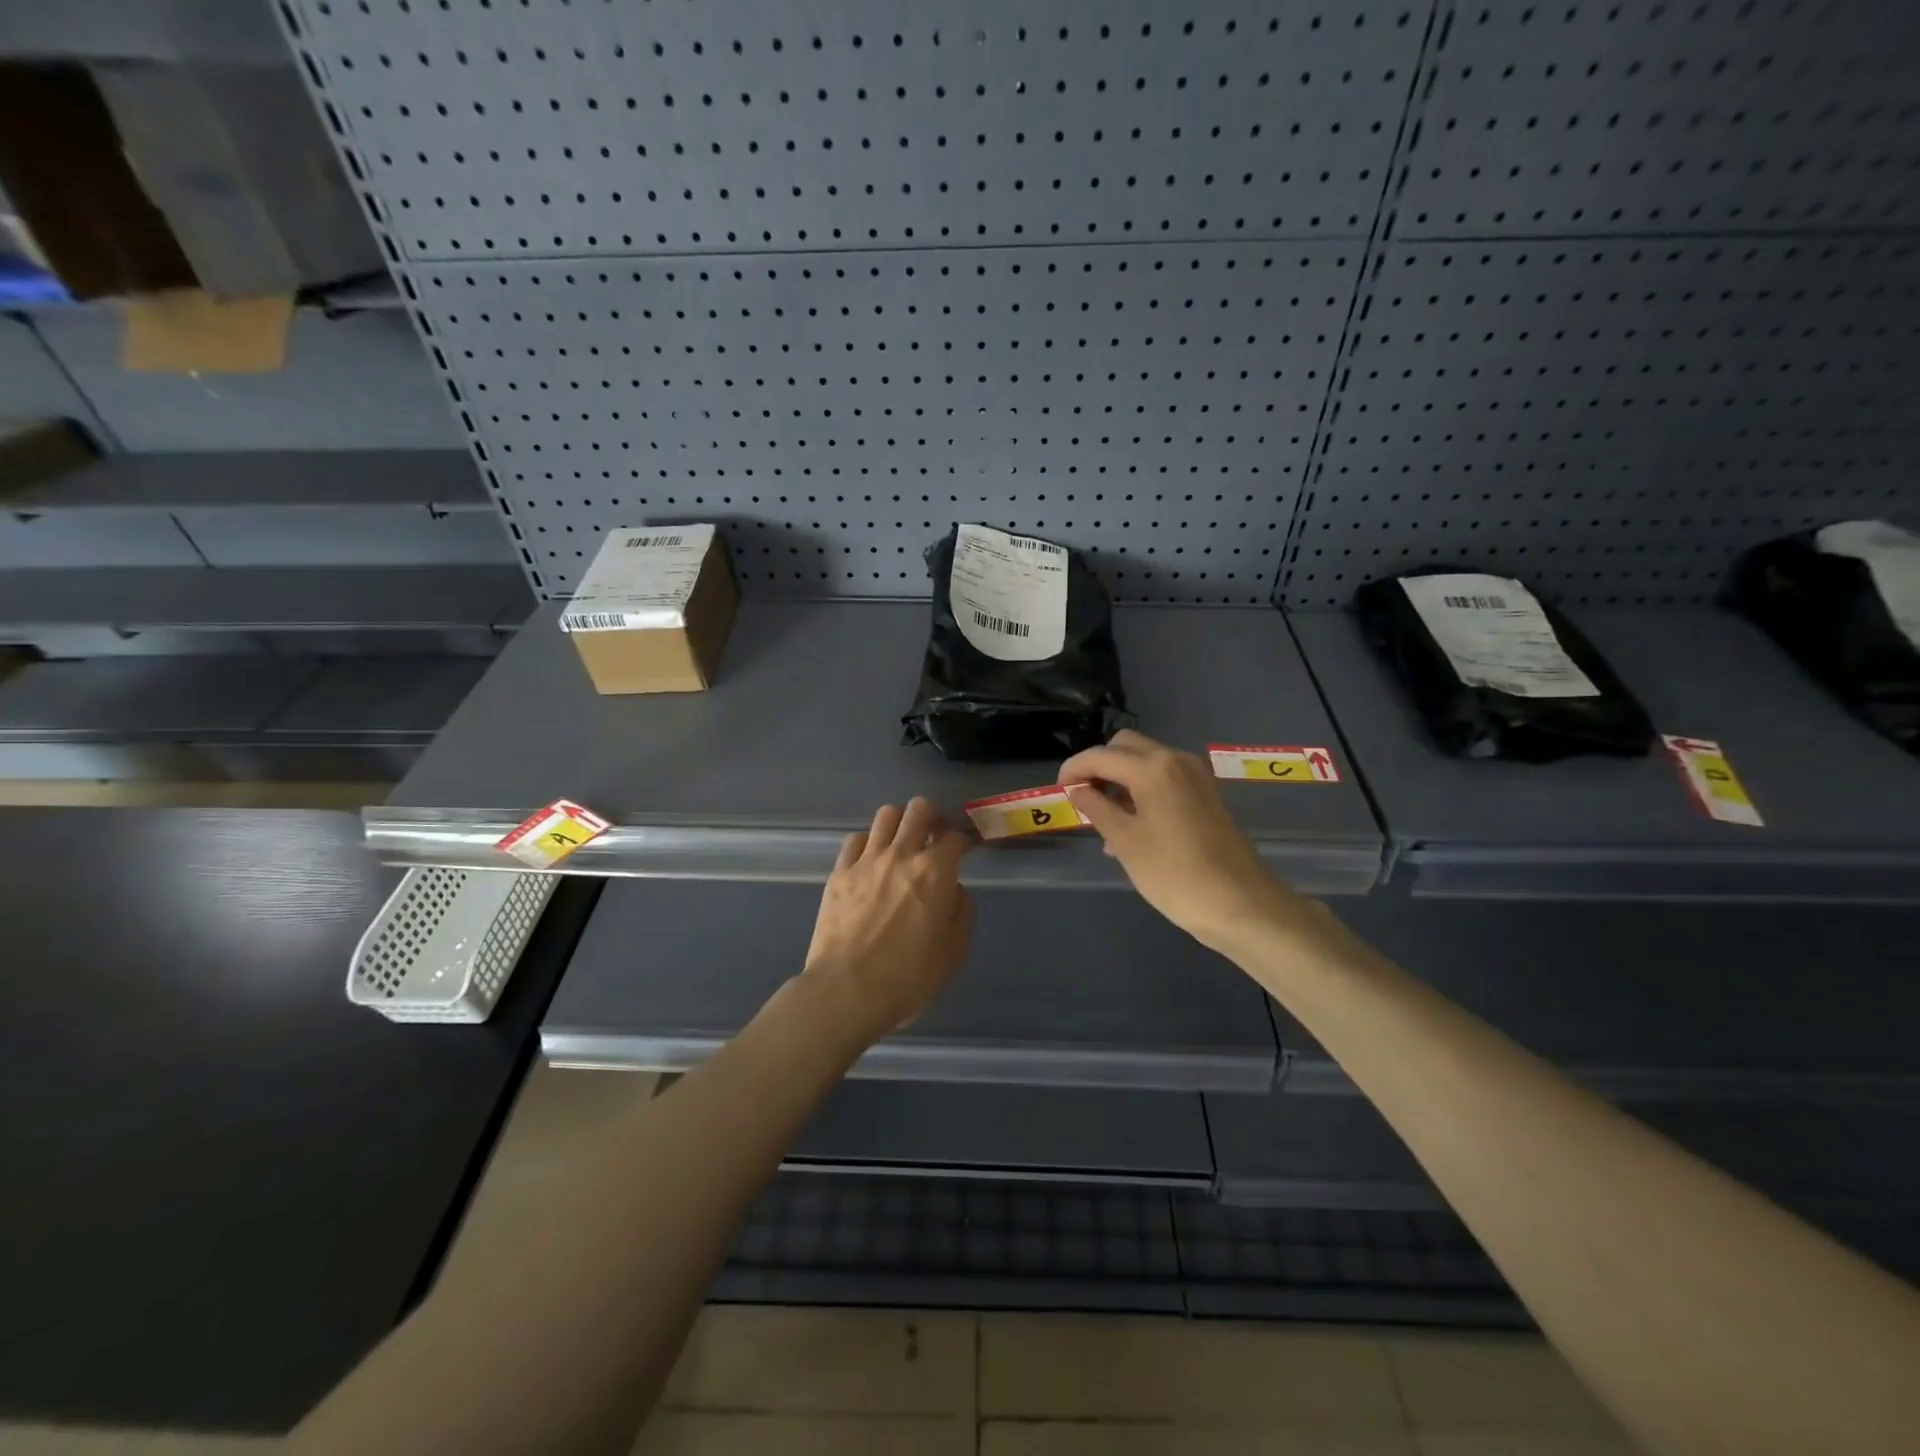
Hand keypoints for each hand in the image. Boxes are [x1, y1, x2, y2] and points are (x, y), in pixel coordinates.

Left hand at [801, 797, 974, 1042]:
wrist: (847, 991)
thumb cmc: (908, 978)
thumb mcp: (954, 952)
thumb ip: (962, 912)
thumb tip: (954, 890)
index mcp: (936, 872)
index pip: (955, 837)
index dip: (963, 840)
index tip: (965, 850)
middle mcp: (902, 854)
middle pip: (919, 808)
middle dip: (932, 817)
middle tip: (934, 837)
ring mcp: (867, 860)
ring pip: (886, 814)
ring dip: (900, 823)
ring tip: (902, 843)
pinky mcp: (840, 872)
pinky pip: (856, 839)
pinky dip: (869, 842)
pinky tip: (871, 860)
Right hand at [1061, 730, 1306, 948]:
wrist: (1240, 904)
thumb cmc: (1174, 873)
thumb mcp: (1125, 842)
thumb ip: (1096, 809)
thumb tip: (1078, 790)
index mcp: (1153, 768)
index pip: (1101, 755)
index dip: (1073, 769)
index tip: (1057, 791)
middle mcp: (1176, 760)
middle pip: (1125, 747)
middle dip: (1098, 766)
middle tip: (1081, 798)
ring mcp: (1195, 776)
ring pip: (1145, 762)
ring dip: (1120, 779)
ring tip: (1102, 819)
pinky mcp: (1205, 795)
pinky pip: (1164, 779)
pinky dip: (1141, 790)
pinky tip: (1131, 826)